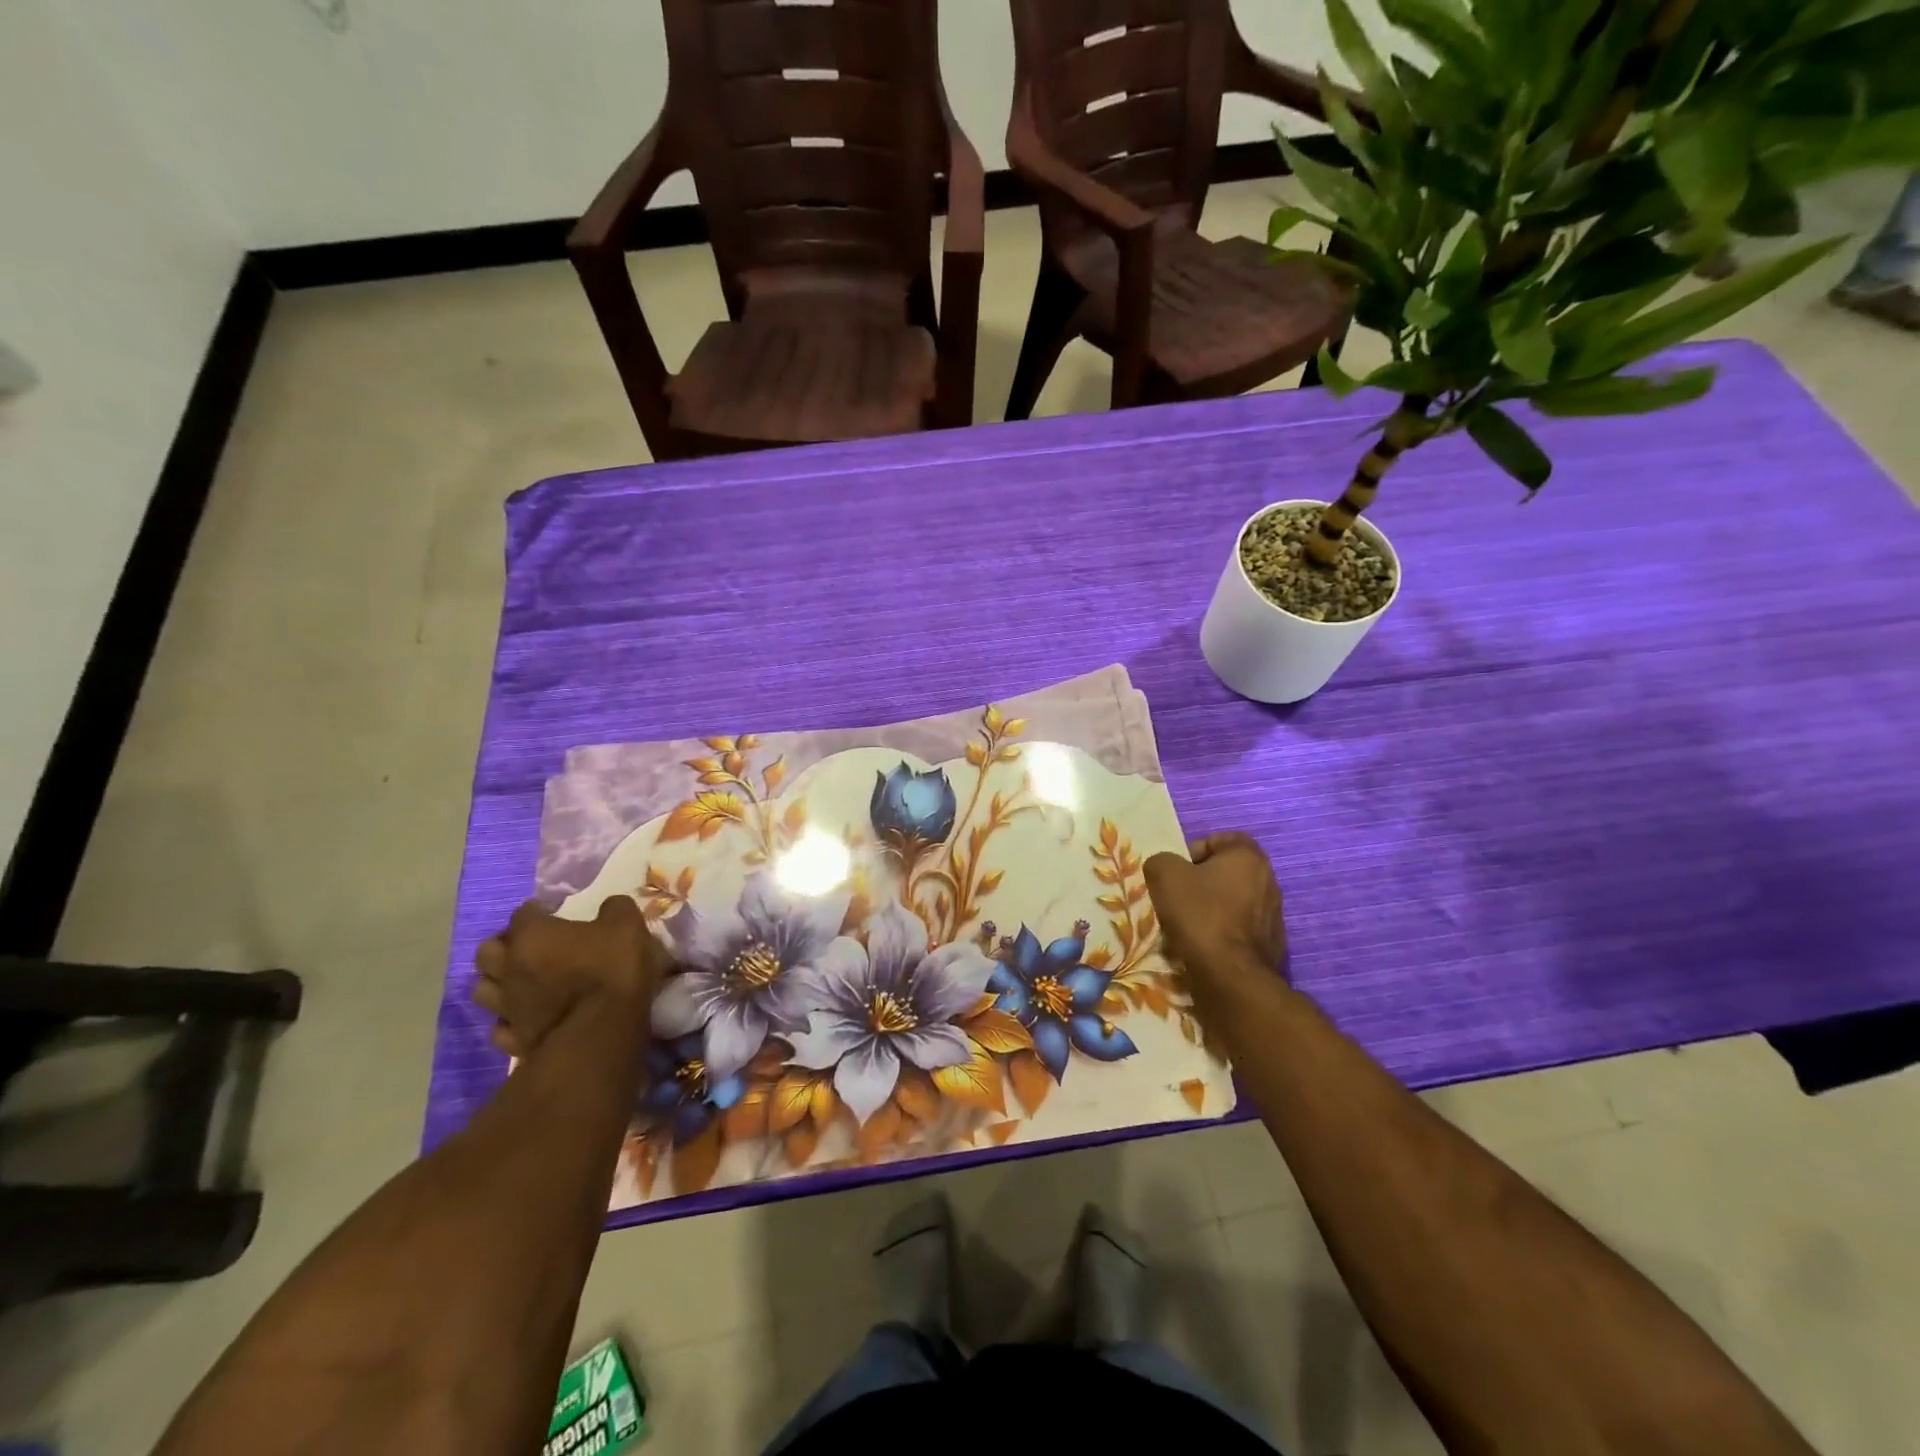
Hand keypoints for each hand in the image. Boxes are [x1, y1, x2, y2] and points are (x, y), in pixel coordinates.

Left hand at [473, 897, 668, 1057]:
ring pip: (483, 990)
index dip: (539, 911)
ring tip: (522, 982)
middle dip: (504, 946)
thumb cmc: (612, 971)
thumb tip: (609, 907)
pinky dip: (510, 1020)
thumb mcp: (628, 926)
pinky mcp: (514, 1040)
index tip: (555, 913)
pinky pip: (501, 1026)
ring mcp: (507, 1008)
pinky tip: (528, 1017)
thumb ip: (615, 909)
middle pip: (487, 952)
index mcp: (532, 936)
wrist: (601, 1035)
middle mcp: (509, 968)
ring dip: (499, 983)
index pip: (523, 913)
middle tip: (530, 946)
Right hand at [1143, 832, 1287, 984]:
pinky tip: (1201, 949)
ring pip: (1230, 904)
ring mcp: (1273, 916)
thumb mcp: (1164, 875)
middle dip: (1198, 884)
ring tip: (1184, 928)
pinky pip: (1236, 931)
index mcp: (1249, 857)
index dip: (1192, 851)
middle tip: (1175, 899)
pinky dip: (1219, 936)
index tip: (1176, 873)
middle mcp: (1269, 881)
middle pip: (1224, 873)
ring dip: (1208, 911)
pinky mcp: (1271, 946)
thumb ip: (1161, 861)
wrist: (1231, 978)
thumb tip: (1165, 869)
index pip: (1219, 840)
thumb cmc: (1200, 915)